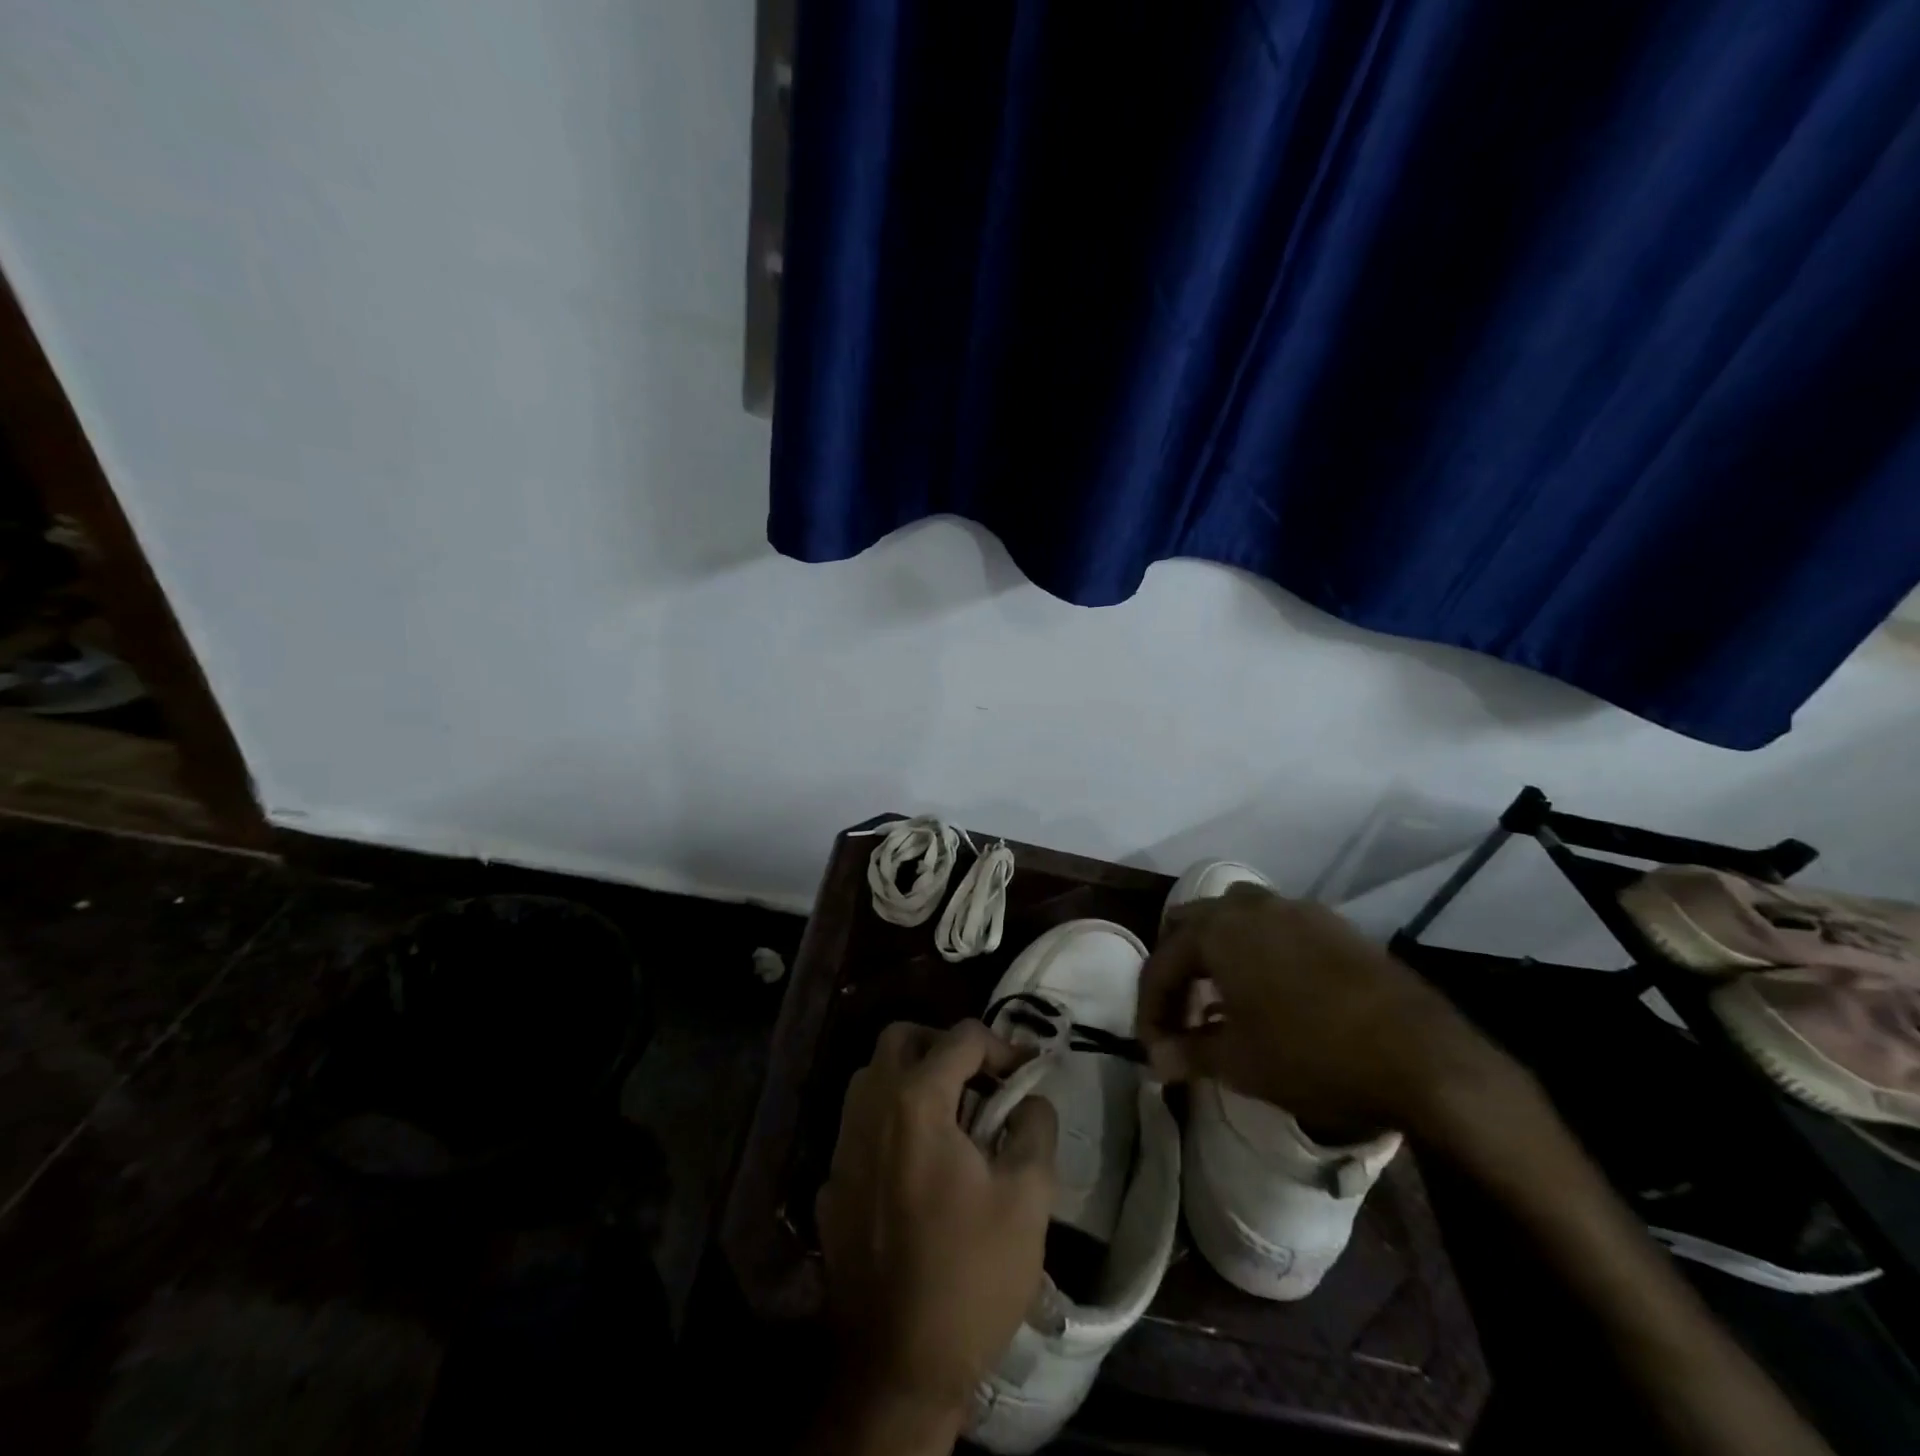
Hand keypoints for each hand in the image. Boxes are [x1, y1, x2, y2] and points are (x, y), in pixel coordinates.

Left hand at [811, 1019, 1057, 1454]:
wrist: (896, 1367)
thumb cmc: (971, 1275)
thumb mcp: (1028, 1198)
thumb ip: (1035, 1127)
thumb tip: (1030, 1097)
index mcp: (916, 1101)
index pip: (961, 1038)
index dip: (1002, 1046)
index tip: (1027, 1074)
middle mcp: (869, 1108)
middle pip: (901, 1038)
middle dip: (944, 1046)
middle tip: (979, 1080)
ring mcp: (842, 1146)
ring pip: (872, 1077)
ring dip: (912, 1078)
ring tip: (952, 1118)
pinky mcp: (830, 1184)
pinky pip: (860, 1126)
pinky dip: (891, 1123)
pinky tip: (917, 1167)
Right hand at [1138, 886, 1503, 1137]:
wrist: (1421, 1055)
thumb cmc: (1312, 1054)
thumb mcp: (1239, 1063)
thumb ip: (1188, 1053)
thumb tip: (1156, 1061)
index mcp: (1217, 931)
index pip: (1162, 963)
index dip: (1150, 1009)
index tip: (1155, 1050)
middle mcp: (1249, 906)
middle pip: (1191, 925)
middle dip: (1178, 968)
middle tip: (1180, 1014)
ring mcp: (1295, 909)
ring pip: (1234, 918)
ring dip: (1217, 953)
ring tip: (1223, 1000)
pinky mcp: (1332, 924)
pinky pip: (1275, 927)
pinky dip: (1257, 952)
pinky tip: (1273, 994)